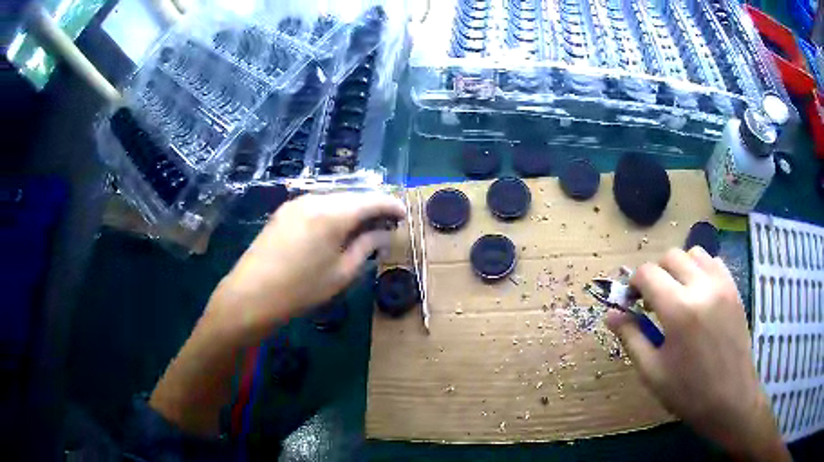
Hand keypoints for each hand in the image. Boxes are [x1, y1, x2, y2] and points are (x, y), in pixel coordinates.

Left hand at [208, 191, 404, 342]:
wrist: (250, 295)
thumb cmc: (300, 290)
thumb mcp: (341, 274)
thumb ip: (365, 247)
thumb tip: (382, 232)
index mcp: (333, 213)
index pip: (371, 200)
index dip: (391, 205)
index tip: (404, 214)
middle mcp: (315, 199)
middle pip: (352, 196)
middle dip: (372, 207)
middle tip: (386, 223)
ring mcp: (296, 203)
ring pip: (334, 199)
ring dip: (351, 210)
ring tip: (363, 227)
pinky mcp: (284, 212)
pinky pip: (317, 205)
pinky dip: (333, 213)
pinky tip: (336, 228)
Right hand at [606, 247, 788, 461]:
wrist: (731, 398)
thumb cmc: (688, 392)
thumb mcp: (652, 372)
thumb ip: (631, 337)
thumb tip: (611, 313)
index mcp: (678, 309)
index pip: (647, 274)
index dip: (633, 284)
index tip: (631, 302)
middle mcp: (701, 286)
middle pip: (670, 256)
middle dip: (656, 273)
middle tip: (653, 301)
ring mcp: (722, 284)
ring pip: (694, 253)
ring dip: (680, 268)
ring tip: (678, 295)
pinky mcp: (734, 288)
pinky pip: (714, 262)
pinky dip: (701, 269)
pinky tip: (699, 295)